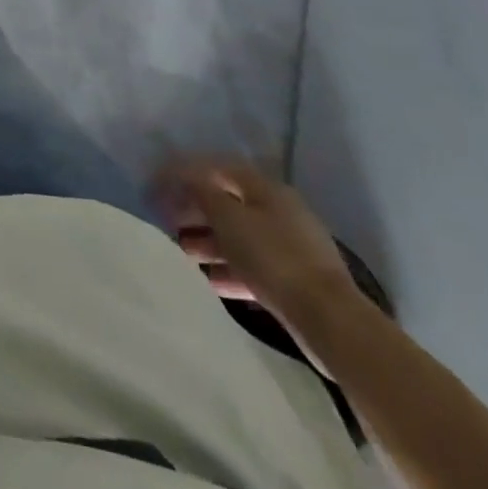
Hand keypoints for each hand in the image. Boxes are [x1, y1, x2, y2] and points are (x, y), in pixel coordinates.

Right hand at [154, 156, 361, 334]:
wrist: (329, 320)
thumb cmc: (273, 257)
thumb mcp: (229, 218)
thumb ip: (202, 192)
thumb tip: (184, 175)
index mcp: (266, 189)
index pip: (218, 168)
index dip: (185, 173)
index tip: (158, 186)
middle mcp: (279, 212)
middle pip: (228, 203)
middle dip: (195, 211)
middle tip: (167, 222)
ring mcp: (289, 247)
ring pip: (238, 236)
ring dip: (208, 242)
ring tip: (182, 253)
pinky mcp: (293, 279)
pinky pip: (252, 266)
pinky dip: (229, 269)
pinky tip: (209, 280)